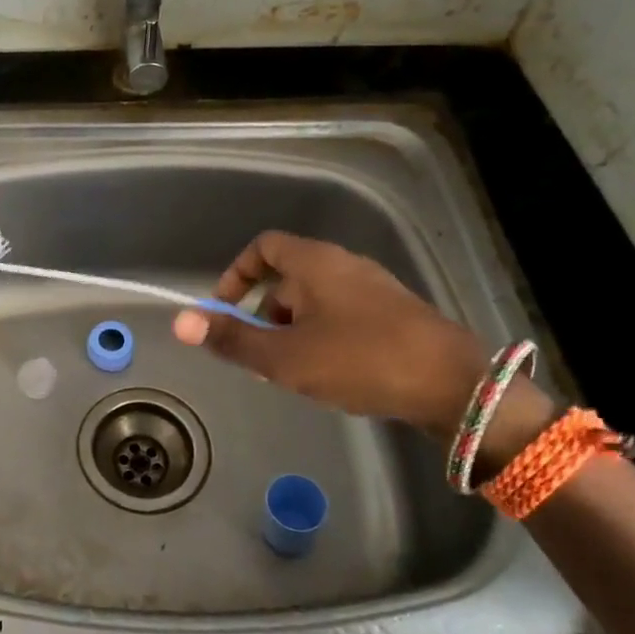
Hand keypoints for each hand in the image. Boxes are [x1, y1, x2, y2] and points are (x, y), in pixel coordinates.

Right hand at [171, 231, 499, 438]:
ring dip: (292, 330)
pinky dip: (322, 336)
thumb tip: (179, 322)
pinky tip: (331, 375)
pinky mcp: (396, 313)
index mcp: (315, 262)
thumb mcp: (284, 357)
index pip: (263, 248)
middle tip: (258, 355)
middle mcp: (344, 265)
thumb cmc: (359, 360)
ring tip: (292, 373)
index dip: (236, 275)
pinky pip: (343, 315)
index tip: (224, 311)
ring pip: (316, 300)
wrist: (455, 385)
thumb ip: (232, 339)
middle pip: (288, 277)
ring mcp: (374, 288)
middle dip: (264, 314)